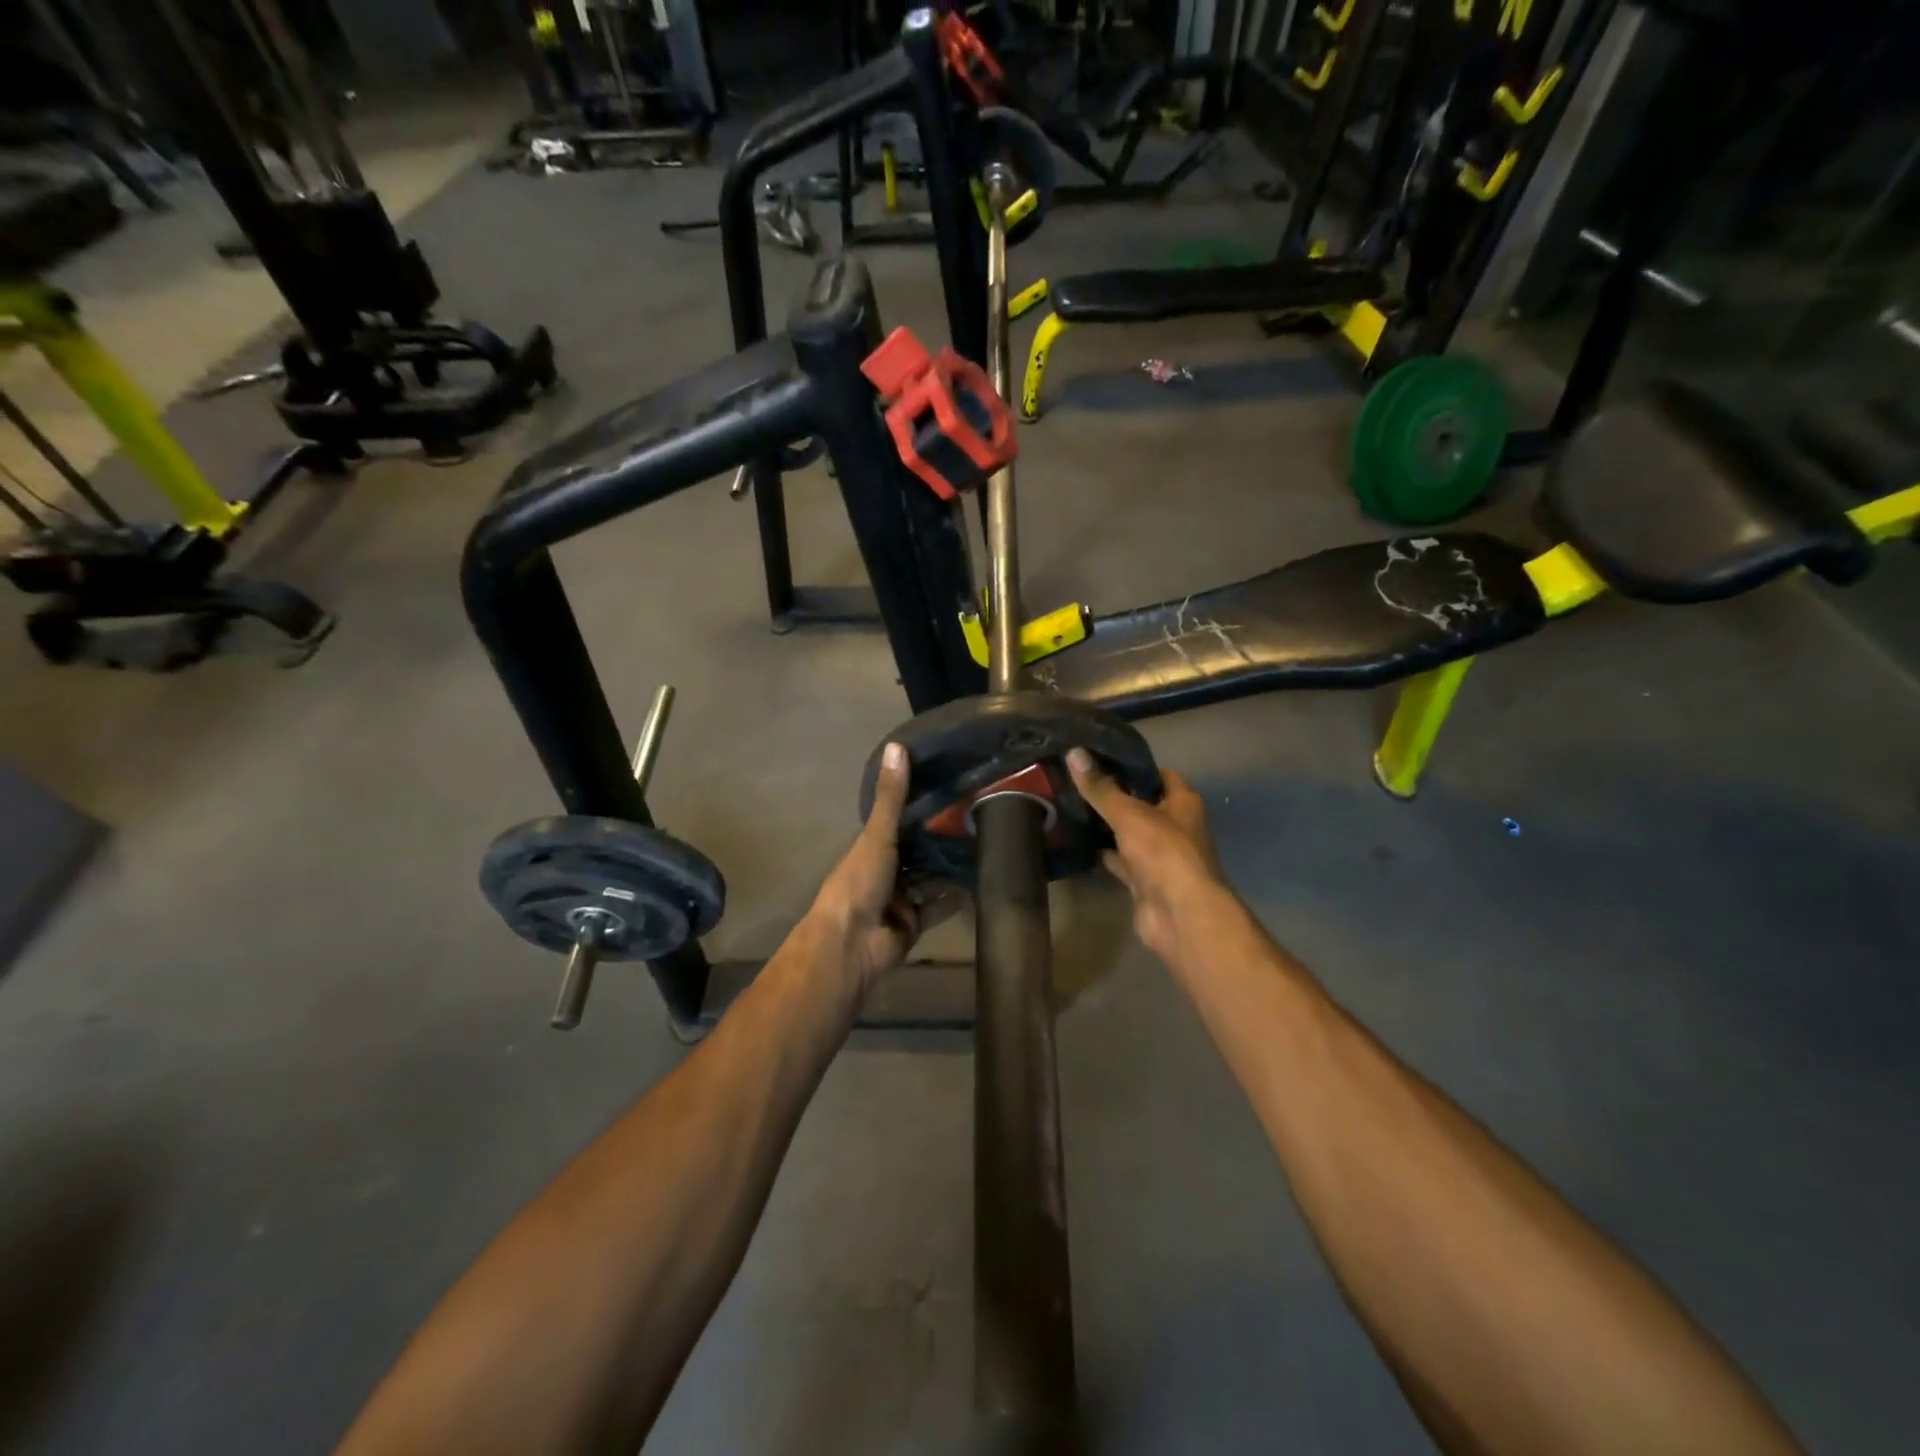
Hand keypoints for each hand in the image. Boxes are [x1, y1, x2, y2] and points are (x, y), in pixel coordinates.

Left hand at [812, 743, 955, 991]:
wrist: (852, 943)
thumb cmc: (859, 882)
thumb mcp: (877, 835)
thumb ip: (891, 797)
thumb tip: (897, 746)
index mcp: (871, 848)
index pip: (898, 822)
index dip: (920, 808)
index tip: (950, 788)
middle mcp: (885, 871)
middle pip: (916, 852)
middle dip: (940, 840)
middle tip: (977, 818)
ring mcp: (899, 899)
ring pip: (929, 879)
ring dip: (949, 868)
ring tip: (984, 847)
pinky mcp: (914, 924)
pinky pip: (938, 907)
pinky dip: (954, 898)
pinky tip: (978, 883)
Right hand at [1066, 748, 1227, 964]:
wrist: (1179, 914)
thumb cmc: (1163, 852)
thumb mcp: (1129, 813)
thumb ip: (1101, 788)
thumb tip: (1074, 752)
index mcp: (1183, 803)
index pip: (1159, 774)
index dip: (1132, 766)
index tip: (1099, 758)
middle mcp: (1175, 826)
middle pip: (1141, 804)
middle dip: (1112, 795)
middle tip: (1076, 781)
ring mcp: (1159, 856)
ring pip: (1128, 833)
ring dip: (1105, 825)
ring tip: (1070, 805)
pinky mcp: (1144, 880)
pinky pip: (1119, 860)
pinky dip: (1102, 852)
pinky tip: (1077, 841)